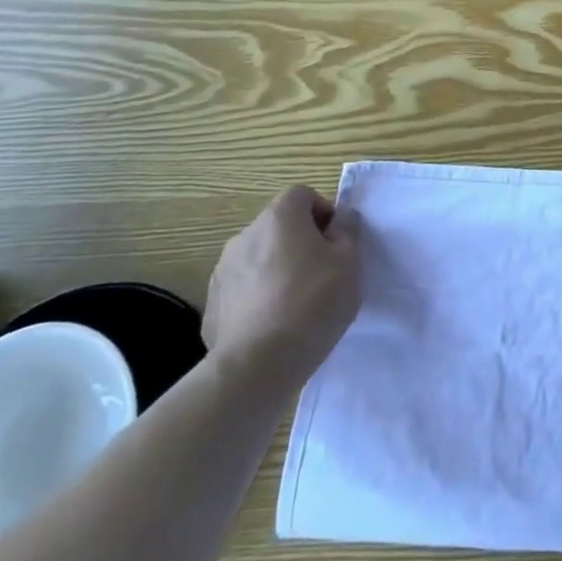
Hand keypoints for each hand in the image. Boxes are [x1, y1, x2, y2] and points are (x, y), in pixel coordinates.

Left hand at [205, 186, 360, 389]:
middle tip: (322, 274)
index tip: (336, 243)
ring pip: (259, 257)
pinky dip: (258, 296)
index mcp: (279, 218)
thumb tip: (340, 220)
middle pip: (279, 226)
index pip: (303, 194)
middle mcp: (245, 235)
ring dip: (277, 269)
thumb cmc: (312, 303)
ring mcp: (223, 270)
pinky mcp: (212, 304)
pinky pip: (243, 288)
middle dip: (301, 242)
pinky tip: (273, 325)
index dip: (323, 212)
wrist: (257, 366)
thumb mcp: (349, 263)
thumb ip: (347, 232)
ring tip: (296, 304)